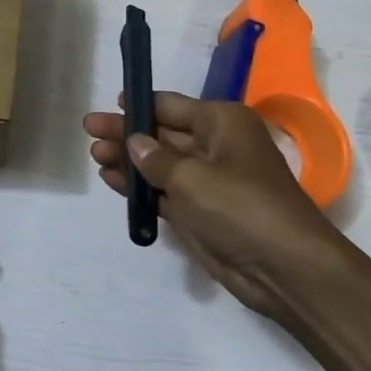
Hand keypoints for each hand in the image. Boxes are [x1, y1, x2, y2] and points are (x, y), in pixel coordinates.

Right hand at [85, 92, 346, 322]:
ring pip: (160, 164)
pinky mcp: (201, 212)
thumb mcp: (191, 177)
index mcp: (222, 123)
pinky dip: (140, 187)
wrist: (282, 267)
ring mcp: (208, 181)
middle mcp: (216, 146)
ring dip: (129, 160)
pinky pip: (163, 192)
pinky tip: (111, 180)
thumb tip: (134, 142)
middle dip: (127, 133)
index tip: (109, 103)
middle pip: (162, 134)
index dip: (140, 105)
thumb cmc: (239, 206)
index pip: (171, 106)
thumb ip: (156, 158)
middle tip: (89, 130)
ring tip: (94, 156)